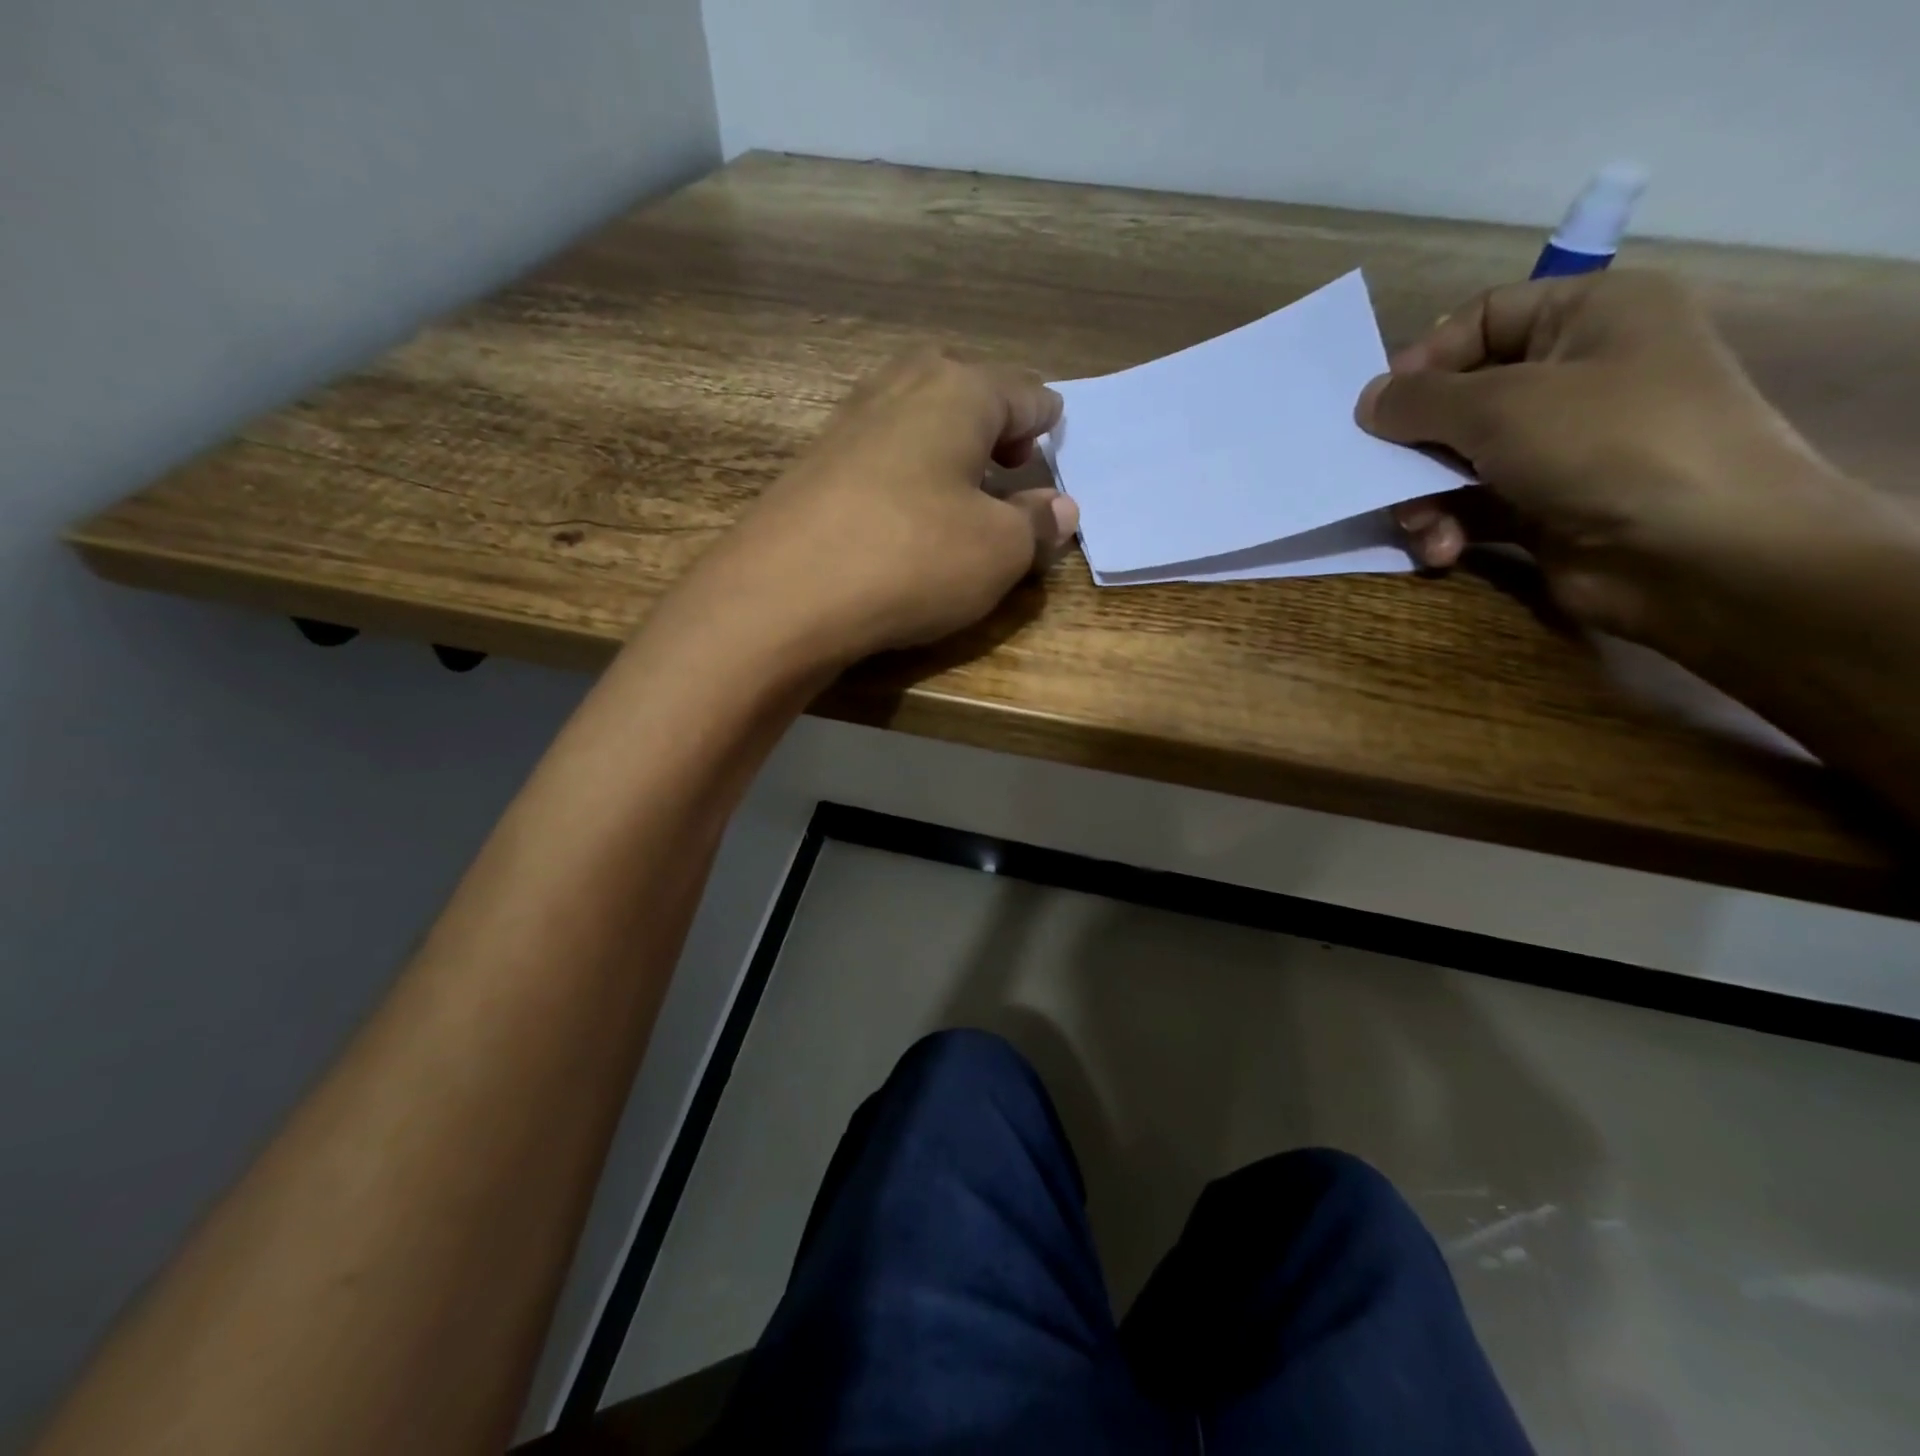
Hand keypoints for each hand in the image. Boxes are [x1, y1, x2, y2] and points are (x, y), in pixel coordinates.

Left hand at [696, 349, 1076, 666]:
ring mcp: (847, 423)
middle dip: (993, 424)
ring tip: (963, 494)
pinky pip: (880, 454)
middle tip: (1008, 467)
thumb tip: (1060, 508)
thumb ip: (1038, 525)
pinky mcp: (813, 466)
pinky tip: (906, 515)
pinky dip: (906, 473)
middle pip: (963, 389)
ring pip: (916, 418)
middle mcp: (900, 388)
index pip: (1024, 394)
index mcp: (958, 391)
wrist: (783, 595)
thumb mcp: (999, 552)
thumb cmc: (912, 559)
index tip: (1054, 454)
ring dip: (947, 448)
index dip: (1047, 427)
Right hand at [1354, 270, 1846, 645]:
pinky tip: (1445, 550)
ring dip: (1425, 498)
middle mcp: (1577, 374)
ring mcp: (1562, 446)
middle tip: (1384, 477)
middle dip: (1416, 446)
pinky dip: (1450, 527)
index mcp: (1590, 315)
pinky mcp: (1545, 506)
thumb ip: (1421, 400)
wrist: (1702, 554)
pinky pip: (1473, 506)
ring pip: (1457, 461)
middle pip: (1460, 398)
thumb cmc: (1608, 445)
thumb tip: (1367, 400)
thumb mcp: (1501, 405)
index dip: (1424, 360)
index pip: (1482, 318)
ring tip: (1422, 526)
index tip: (1378, 408)